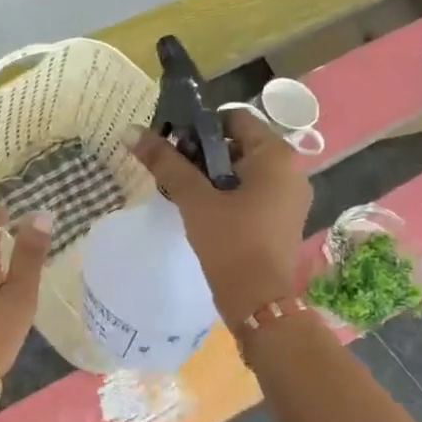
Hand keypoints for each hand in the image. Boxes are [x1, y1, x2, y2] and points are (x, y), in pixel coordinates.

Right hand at [130, 109, 312, 325]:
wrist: (259, 302)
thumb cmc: (230, 241)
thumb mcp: (194, 198)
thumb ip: (165, 162)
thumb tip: (130, 130)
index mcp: (276, 155)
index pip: (234, 118)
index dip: (200, 127)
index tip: (174, 146)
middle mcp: (291, 170)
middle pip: (238, 144)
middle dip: (202, 153)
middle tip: (172, 170)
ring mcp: (290, 197)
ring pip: (243, 170)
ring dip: (211, 175)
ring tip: (182, 192)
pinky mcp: (282, 219)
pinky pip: (252, 192)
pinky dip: (227, 194)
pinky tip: (202, 211)